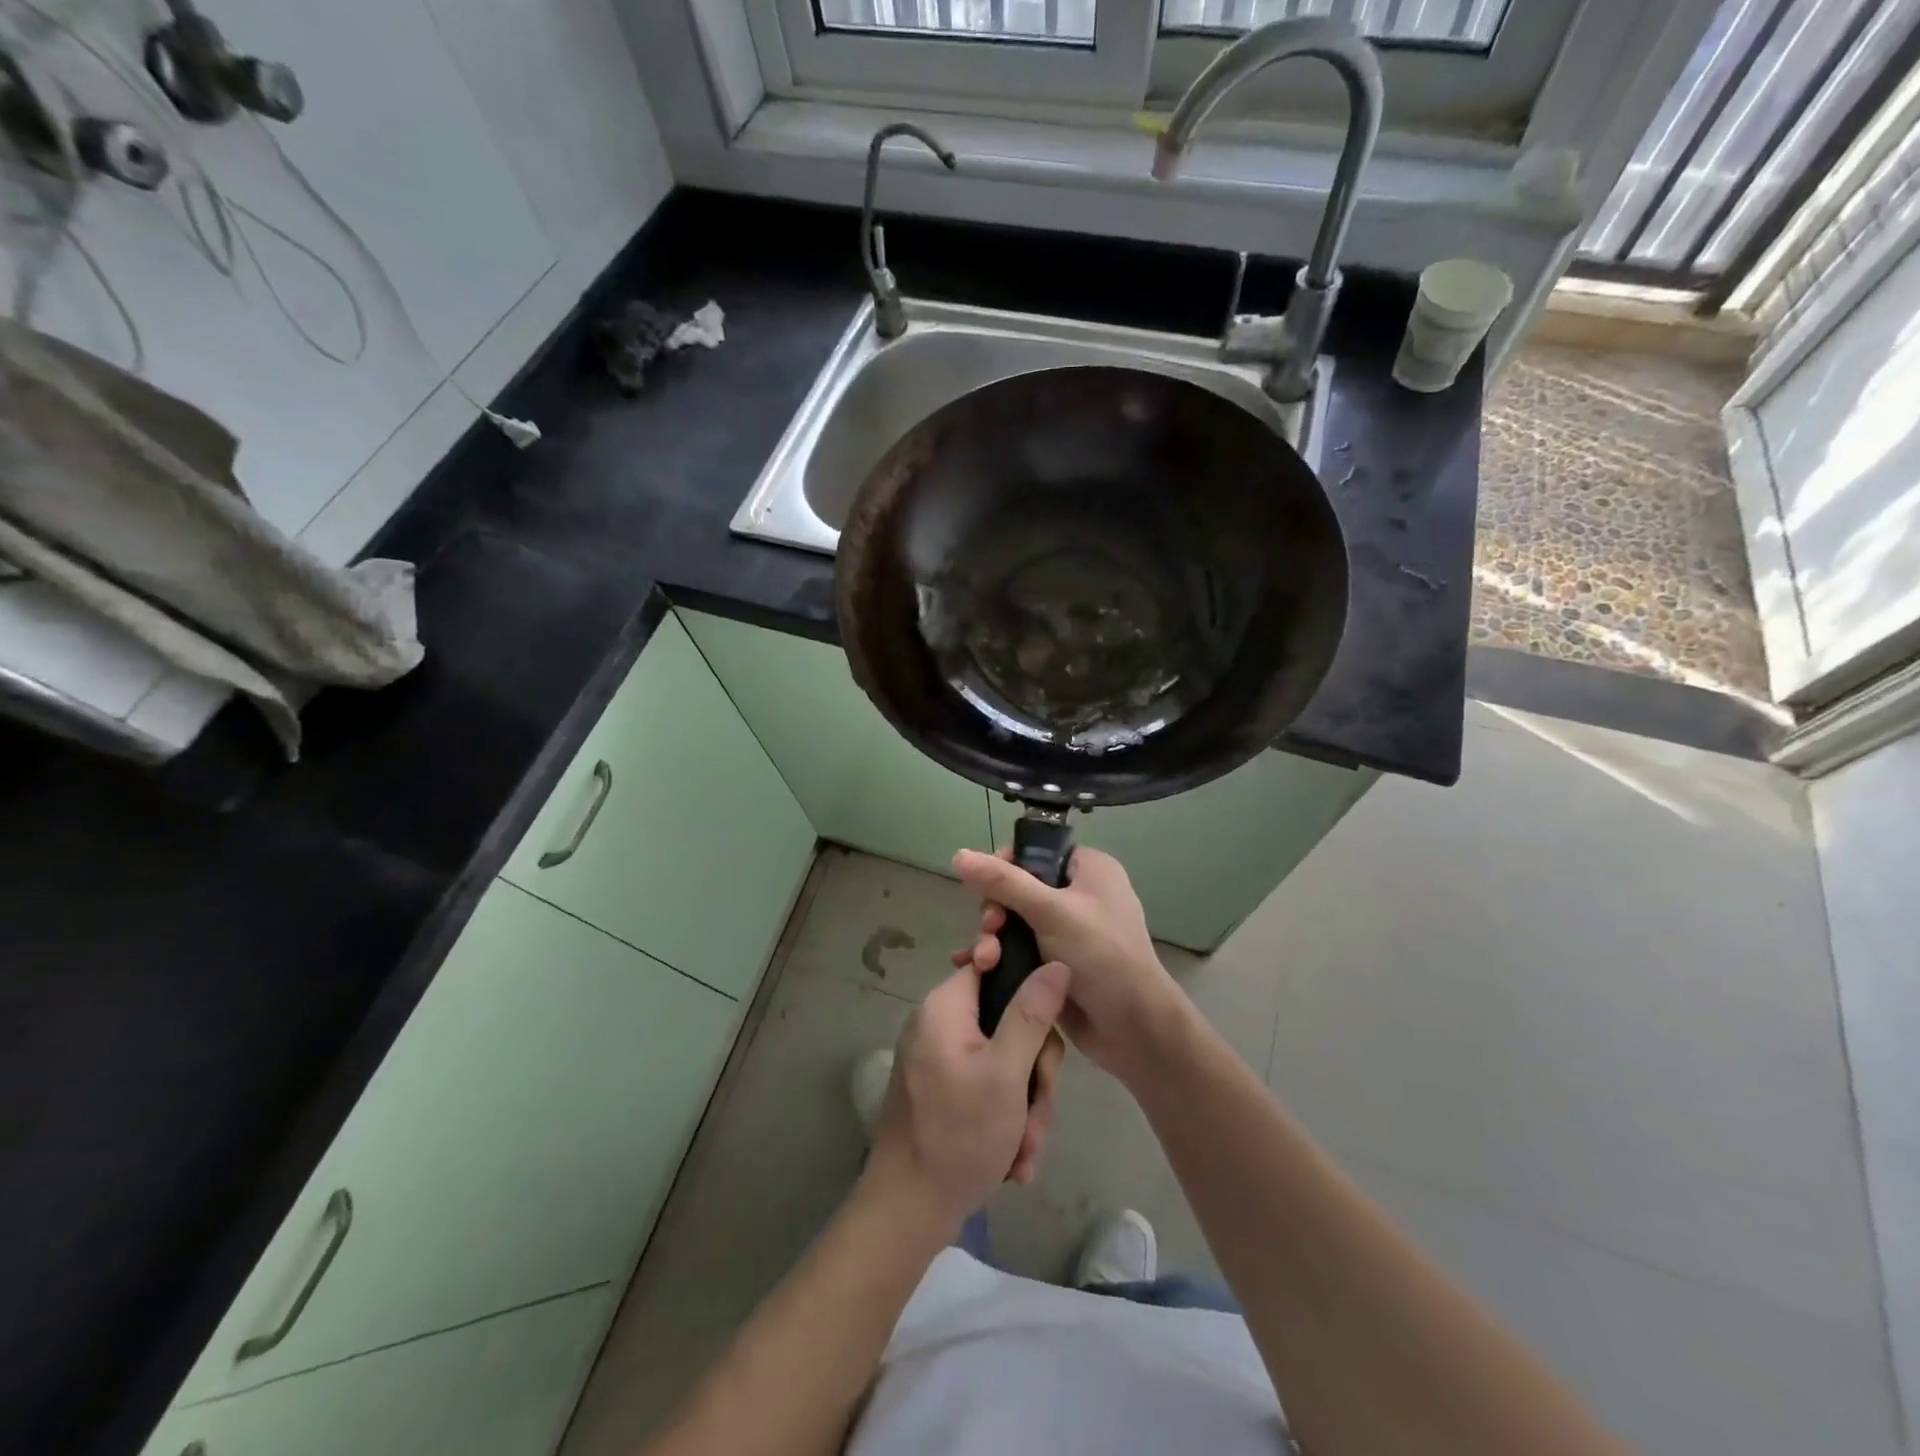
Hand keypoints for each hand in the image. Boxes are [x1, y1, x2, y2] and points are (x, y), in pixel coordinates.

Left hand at [866, 959, 1069, 1231]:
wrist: (907, 1213)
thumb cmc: (958, 1136)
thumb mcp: (1006, 1073)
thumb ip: (1031, 1014)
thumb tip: (1055, 962)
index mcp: (944, 1007)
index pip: (993, 965)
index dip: (1028, 988)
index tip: (1048, 1028)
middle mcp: (938, 1024)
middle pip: (1007, 1020)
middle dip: (1033, 1072)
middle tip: (1037, 1112)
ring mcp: (940, 1059)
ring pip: (1005, 1060)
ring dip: (1025, 1105)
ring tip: (1026, 1149)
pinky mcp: (944, 1089)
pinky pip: (988, 1085)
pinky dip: (1006, 1117)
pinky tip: (1014, 1158)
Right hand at [953, 845, 1181, 1082]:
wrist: (1133, 1028)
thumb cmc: (1101, 956)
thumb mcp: (1051, 911)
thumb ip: (1003, 882)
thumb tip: (959, 854)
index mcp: (1088, 869)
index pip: (1036, 852)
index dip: (1004, 865)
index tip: (984, 888)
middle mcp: (1079, 894)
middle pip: (1018, 888)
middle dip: (995, 910)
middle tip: (989, 930)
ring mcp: (1067, 931)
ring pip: (1014, 922)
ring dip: (992, 938)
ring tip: (982, 960)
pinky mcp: (1056, 963)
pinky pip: (1018, 949)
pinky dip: (998, 956)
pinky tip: (973, 969)